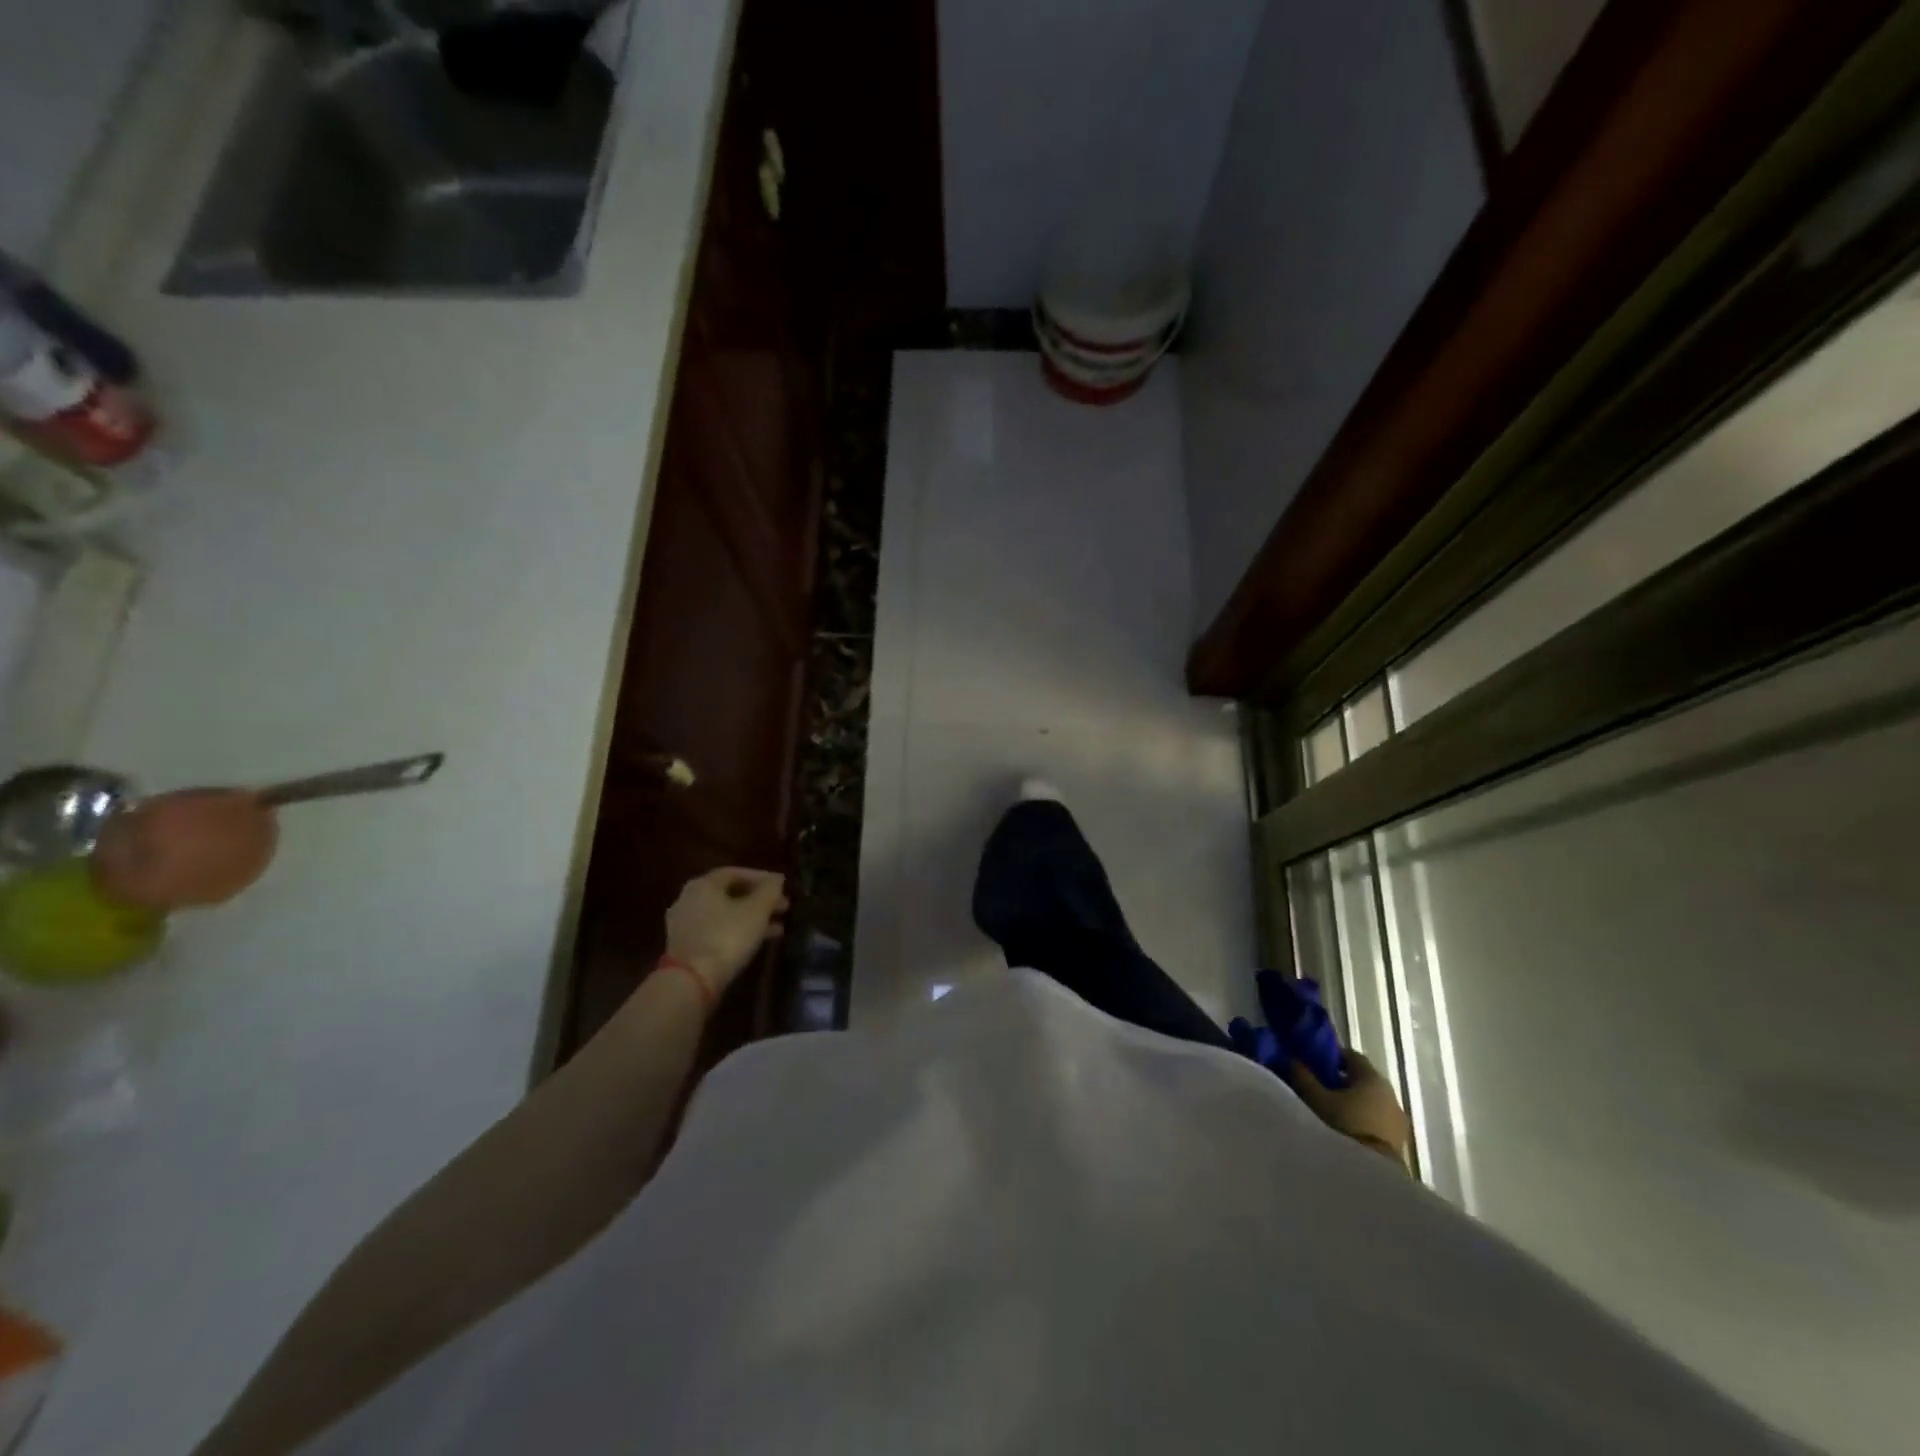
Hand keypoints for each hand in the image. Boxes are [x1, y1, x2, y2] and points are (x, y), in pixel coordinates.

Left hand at [664, 868, 787, 995]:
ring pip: (724, 914)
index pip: (736, 872)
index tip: (782, 887)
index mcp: (703, 884)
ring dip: (751, 918)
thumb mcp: (757, 911)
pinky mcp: (685, 946)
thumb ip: (770, 890)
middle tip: (783, 907)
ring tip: (778, 928)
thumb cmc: (727, 937)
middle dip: (759, 900)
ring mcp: (684, 924)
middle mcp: (689, 898)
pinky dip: (737, 931)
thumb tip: (777, 879)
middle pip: (730, 893)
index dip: (762, 878)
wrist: (692, 981)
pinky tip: (757, 942)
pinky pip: (716, 931)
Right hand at [1292, 1049, 1413, 1170]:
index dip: (1332, 1057)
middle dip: (1341, 1082)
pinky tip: (1344, 1131)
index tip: (1315, 1063)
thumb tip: (1292, 1058)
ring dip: (1353, 1104)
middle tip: (1318, 1089)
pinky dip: (1362, 1121)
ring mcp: (1398, 1121)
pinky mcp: (1399, 1143)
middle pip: (1362, 1080)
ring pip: (1371, 1103)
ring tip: (1329, 1113)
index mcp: (1373, 1078)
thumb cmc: (1342, 1125)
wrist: (1371, 1176)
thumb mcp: (1314, 1098)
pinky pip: (1377, 1122)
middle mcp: (1391, 1095)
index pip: (1352, 1056)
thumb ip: (1303, 1076)